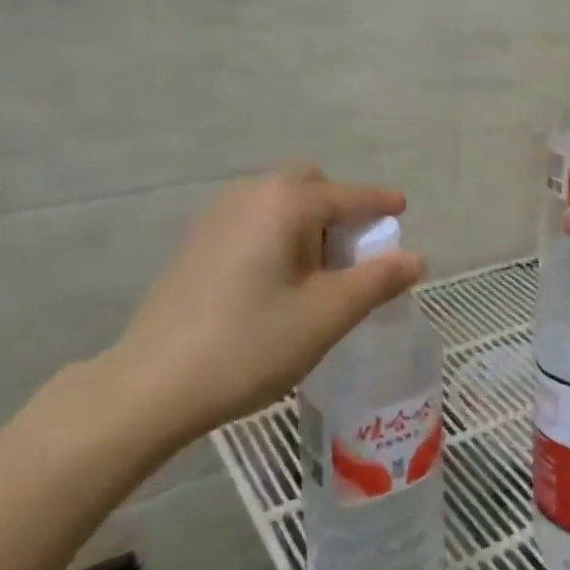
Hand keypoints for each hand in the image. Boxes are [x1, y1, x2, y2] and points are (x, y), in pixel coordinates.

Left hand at [91, 165, 424, 450]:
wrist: (153, 384)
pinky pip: (255, 220)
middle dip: (340, 211)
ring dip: (309, 224)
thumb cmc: (251, 344)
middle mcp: (251, 193)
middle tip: (352, 256)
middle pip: (310, 185)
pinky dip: (279, 235)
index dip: (381, 203)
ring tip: (317, 276)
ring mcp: (218, 215)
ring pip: (280, 203)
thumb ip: (377, 281)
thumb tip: (416, 259)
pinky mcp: (198, 241)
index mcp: (286, 202)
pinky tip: (277, 281)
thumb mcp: (327, 315)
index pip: (349, 196)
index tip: (402, 211)